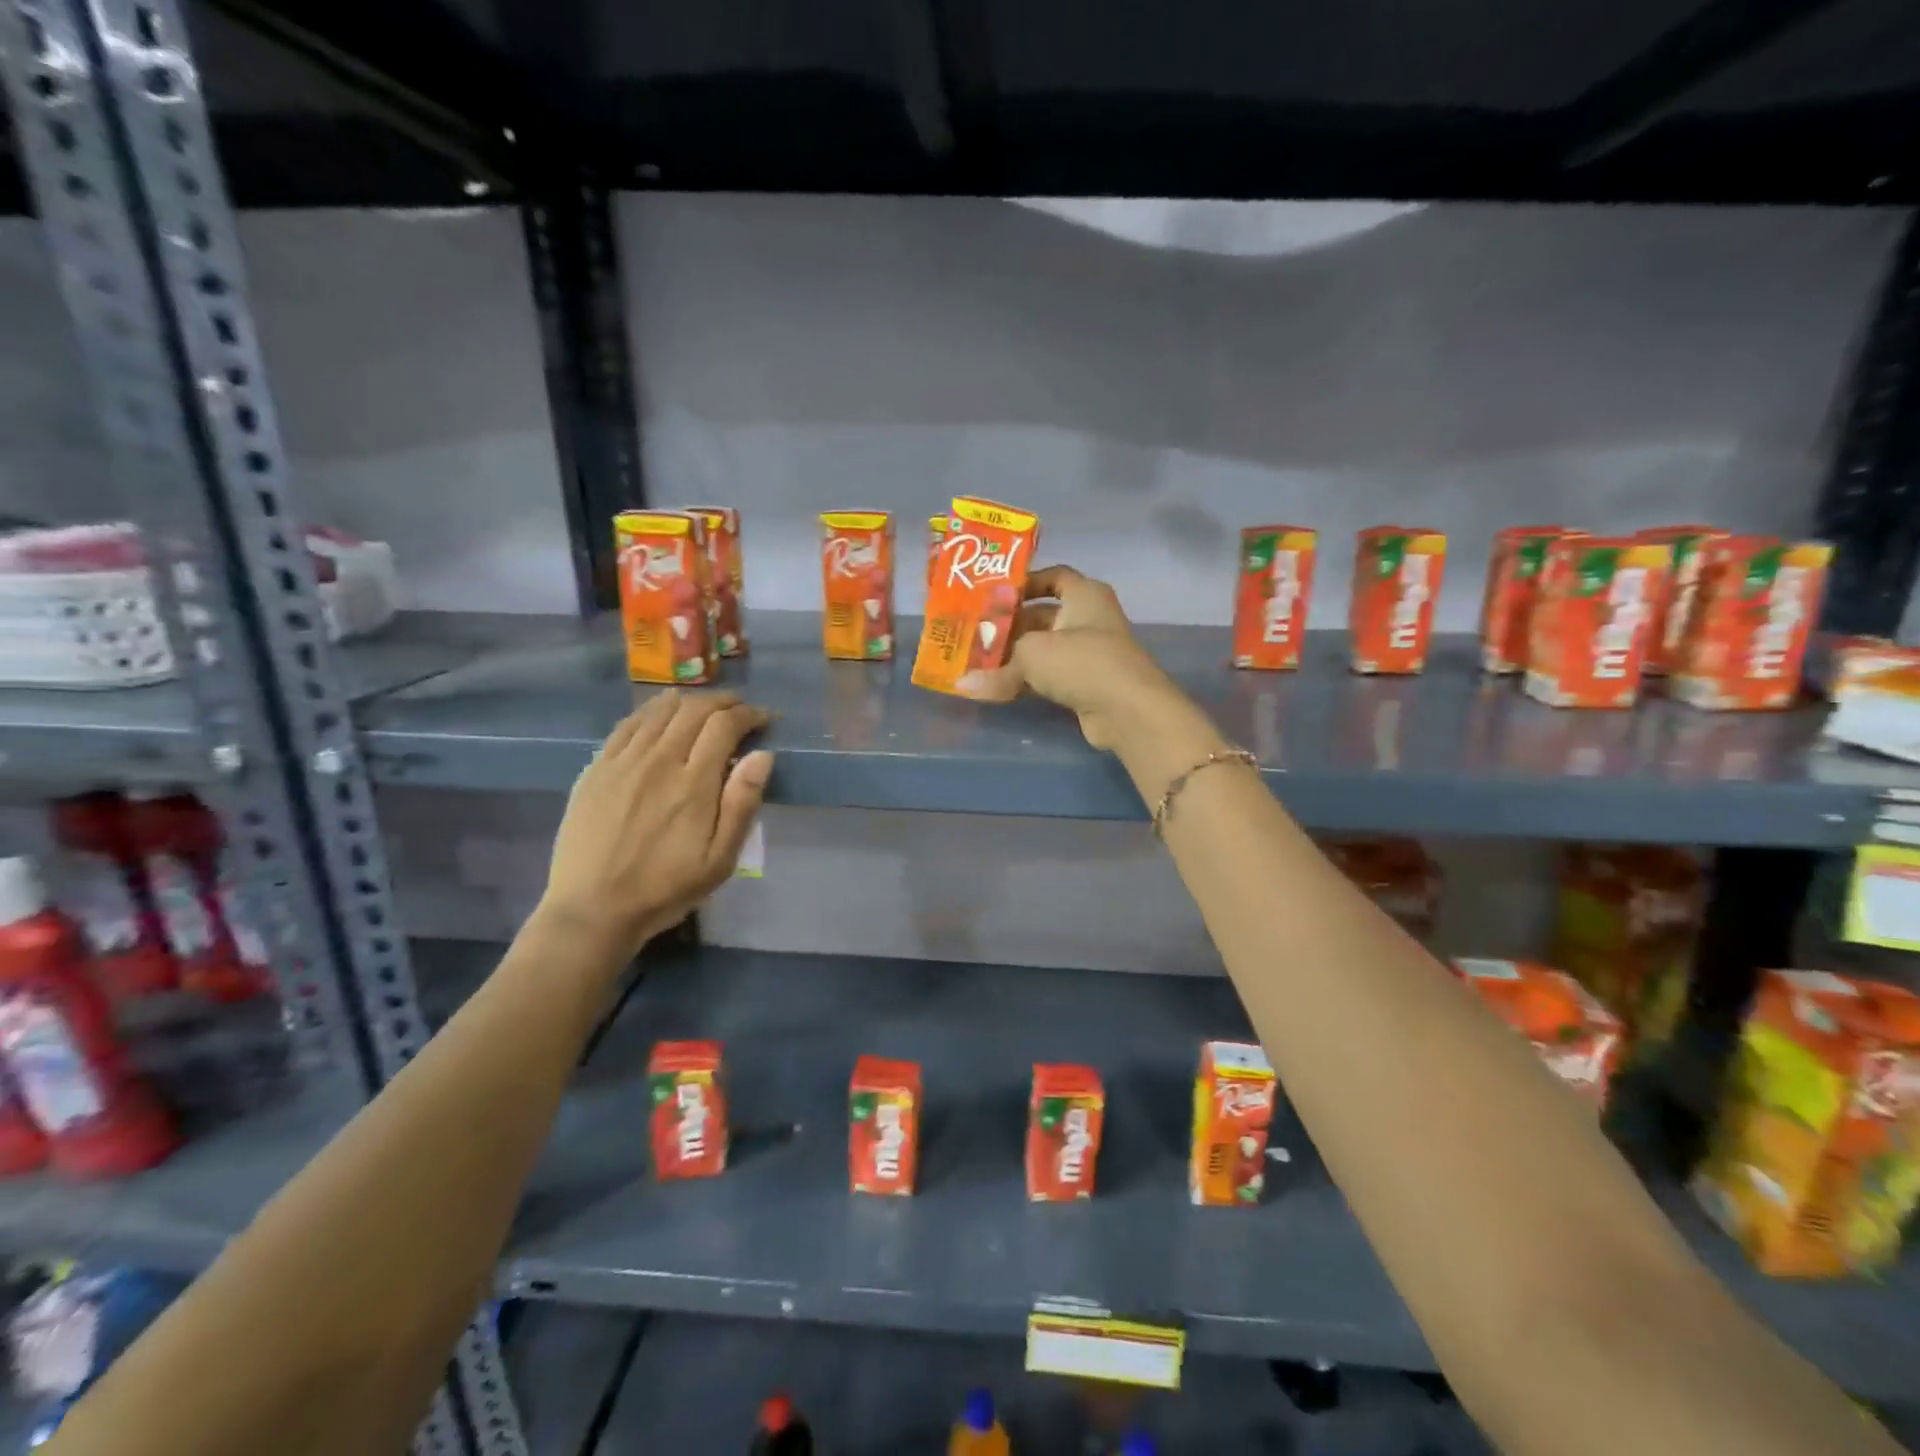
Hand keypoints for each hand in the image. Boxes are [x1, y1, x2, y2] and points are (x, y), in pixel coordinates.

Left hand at [539, 692, 772, 958]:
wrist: (593, 909)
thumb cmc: (666, 887)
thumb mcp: (720, 859)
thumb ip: (742, 803)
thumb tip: (763, 755)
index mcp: (694, 783)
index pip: (725, 725)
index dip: (749, 715)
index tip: (764, 720)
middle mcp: (659, 761)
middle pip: (694, 709)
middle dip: (723, 702)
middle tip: (739, 710)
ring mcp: (623, 761)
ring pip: (660, 710)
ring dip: (689, 701)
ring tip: (705, 708)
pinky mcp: (597, 768)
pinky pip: (628, 724)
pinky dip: (651, 711)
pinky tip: (660, 714)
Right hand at [953, 565, 1185, 750]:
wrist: (1127, 710)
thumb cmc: (1081, 662)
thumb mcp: (1032, 655)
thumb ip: (996, 668)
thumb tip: (961, 686)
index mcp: (1084, 594)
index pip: (1052, 577)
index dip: (1023, 583)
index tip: (992, 595)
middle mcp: (1088, 619)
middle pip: (1041, 616)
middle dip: (1007, 627)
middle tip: (972, 634)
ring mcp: (1088, 654)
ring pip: (1042, 649)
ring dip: (1012, 657)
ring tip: (975, 662)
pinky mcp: (1085, 684)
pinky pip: (1047, 676)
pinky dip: (1024, 681)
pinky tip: (995, 688)